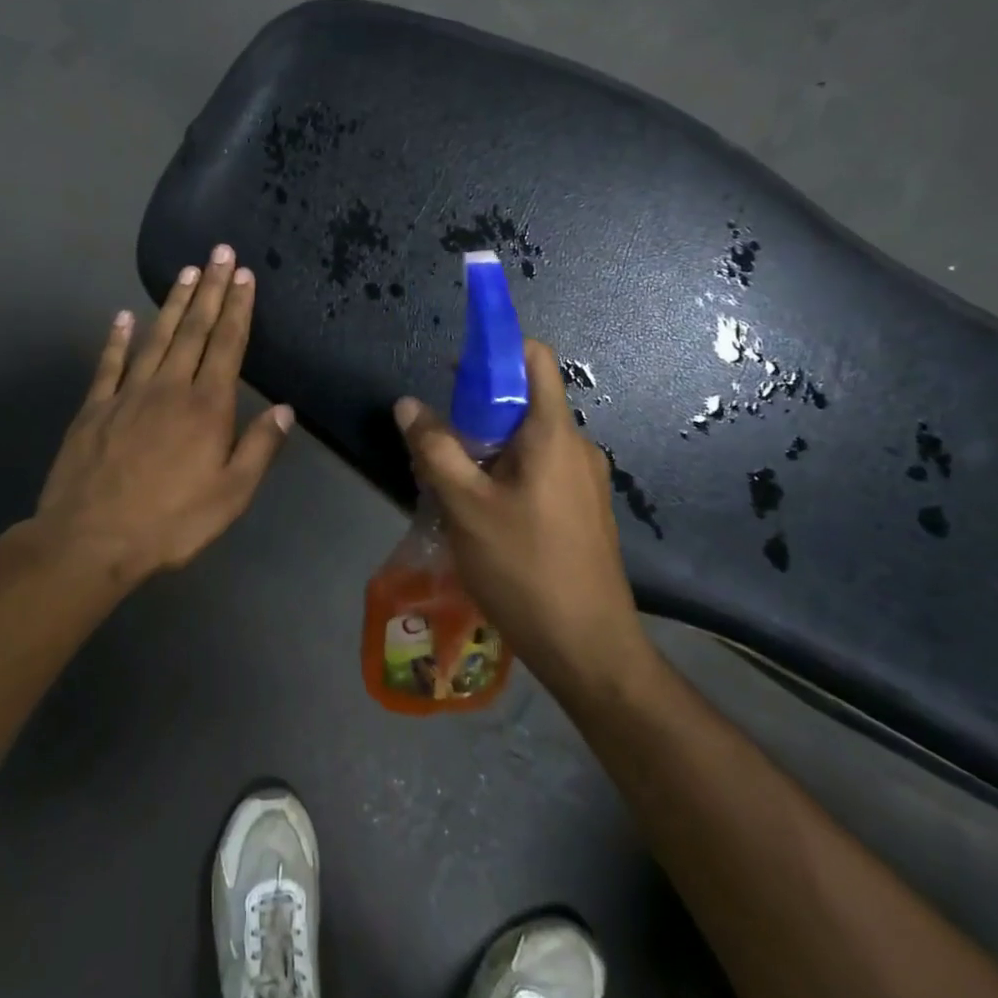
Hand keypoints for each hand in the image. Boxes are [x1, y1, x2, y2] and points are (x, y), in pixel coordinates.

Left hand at [35, 244, 292, 586]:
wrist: (91, 540)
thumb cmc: (171, 522)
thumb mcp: (231, 495)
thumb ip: (259, 448)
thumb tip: (285, 409)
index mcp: (206, 407)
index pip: (227, 345)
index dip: (237, 308)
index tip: (244, 275)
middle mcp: (169, 387)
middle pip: (194, 329)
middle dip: (210, 288)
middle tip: (219, 252)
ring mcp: (128, 393)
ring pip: (155, 336)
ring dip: (173, 302)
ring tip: (186, 271)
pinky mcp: (95, 407)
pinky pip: (109, 363)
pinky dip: (116, 337)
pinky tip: (122, 316)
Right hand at [393, 339, 653, 689]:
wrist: (588, 649)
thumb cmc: (525, 568)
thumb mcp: (465, 506)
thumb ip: (435, 449)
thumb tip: (408, 404)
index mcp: (553, 433)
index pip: (534, 358)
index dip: (495, 349)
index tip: (454, 368)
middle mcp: (575, 447)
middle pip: (523, 401)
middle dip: (475, 411)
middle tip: (436, 442)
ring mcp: (582, 481)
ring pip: (526, 442)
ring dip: (484, 449)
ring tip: (447, 484)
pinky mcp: (581, 510)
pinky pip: (537, 471)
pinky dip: (503, 474)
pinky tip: (476, 513)